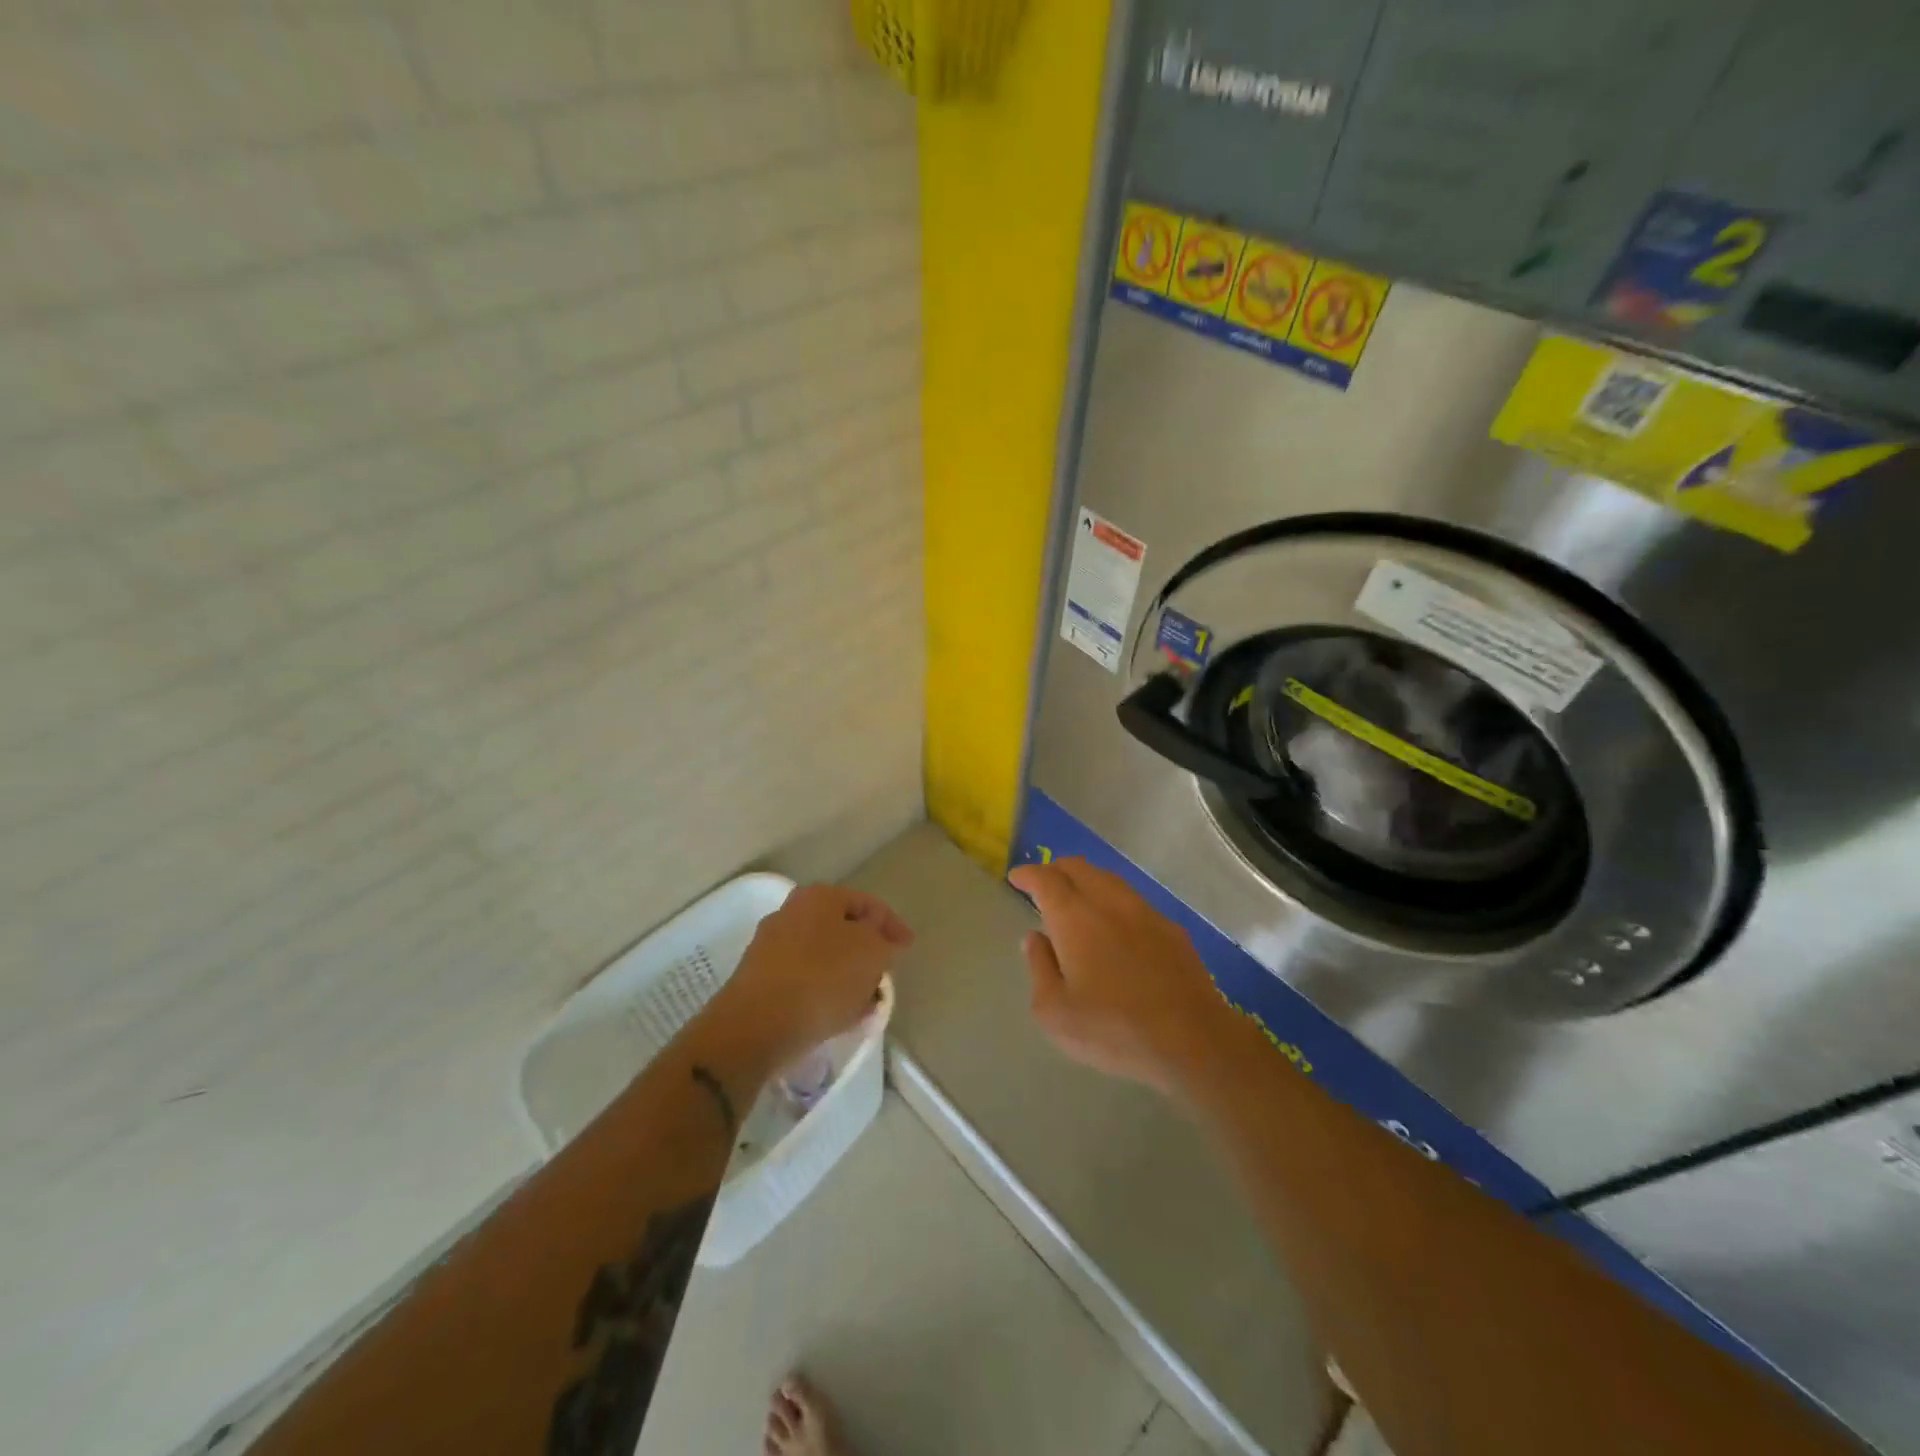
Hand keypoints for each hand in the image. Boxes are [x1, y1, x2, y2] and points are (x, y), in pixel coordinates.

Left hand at [713, 884, 912, 1070]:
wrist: (755, 1025)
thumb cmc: (822, 978)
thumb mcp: (872, 953)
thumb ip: (884, 941)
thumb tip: (879, 940)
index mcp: (820, 897)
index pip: (867, 903)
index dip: (893, 924)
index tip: (908, 948)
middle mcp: (792, 913)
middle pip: (842, 929)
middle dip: (867, 952)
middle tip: (885, 974)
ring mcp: (771, 946)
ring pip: (824, 956)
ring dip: (847, 976)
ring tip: (866, 1003)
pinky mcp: (760, 980)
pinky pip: (804, 980)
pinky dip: (825, 992)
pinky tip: (839, 1015)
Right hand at [1009, 857, 1233, 1095]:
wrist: (1191, 1040)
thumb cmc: (1113, 1029)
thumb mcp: (1055, 1012)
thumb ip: (1039, 968)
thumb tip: (1035, 938)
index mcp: (1075, 918)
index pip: (1046, 879)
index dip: (1028, 875)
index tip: (1016, 878)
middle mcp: (1109, 903)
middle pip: (1078, 868)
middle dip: (1055, 869)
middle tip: (1043, 883)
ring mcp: (1144, 912)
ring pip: (1108, 879)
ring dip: (1086, 880)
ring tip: (1076, 897)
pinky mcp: (1171, 929)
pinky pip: (1133, 900)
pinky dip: (1113, 900)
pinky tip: (1114, 922)